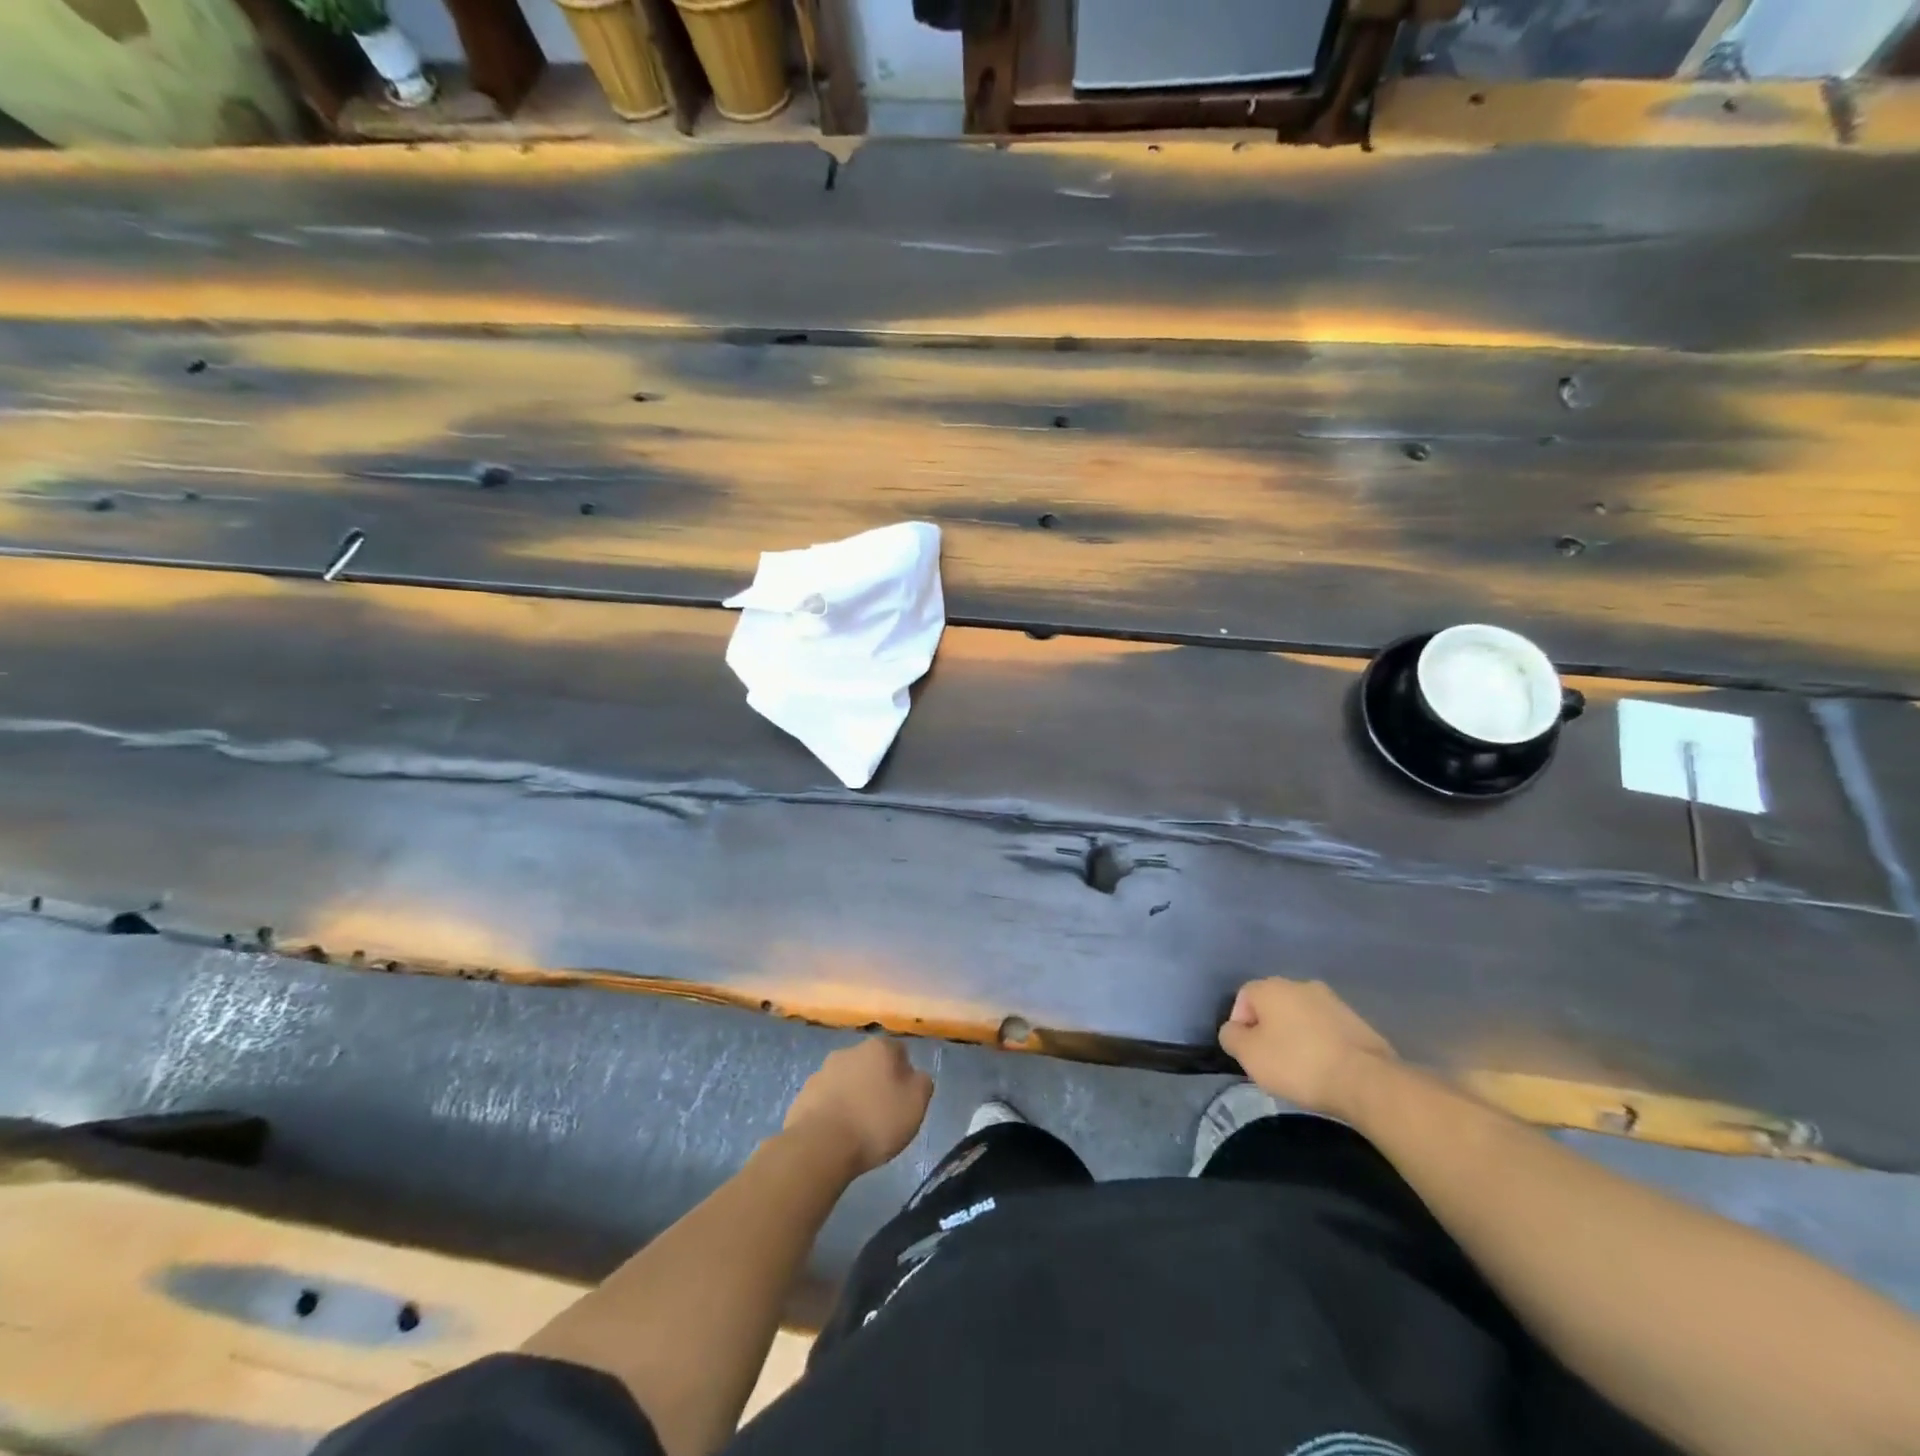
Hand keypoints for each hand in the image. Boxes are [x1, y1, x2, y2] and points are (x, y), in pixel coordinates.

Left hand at [784, 1037, 932, 1175]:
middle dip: (876, 1082)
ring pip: (846, 1080)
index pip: (899, 1051)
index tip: (904, 1100)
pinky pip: (826, 1098)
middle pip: (870, 1063)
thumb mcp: (915, 1105)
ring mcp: (823, 1071)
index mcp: (879, 1048)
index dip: (904, 1074)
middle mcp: (850, 1051)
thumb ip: (922, 1083)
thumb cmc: (875, 1122)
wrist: (820, 1146)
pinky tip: (837, 1134)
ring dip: (853, 1095)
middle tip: (882, 1114)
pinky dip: (833, 1110)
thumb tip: (915, 1076)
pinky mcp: (804, 1094)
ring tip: (858, 1128)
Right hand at [1217, 979, 1397, 1116]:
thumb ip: (1231, 1037)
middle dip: (1268, 1029)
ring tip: (1300, 1067)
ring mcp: (1333, 1001)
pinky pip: (1326, 1030)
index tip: (1248, 1053)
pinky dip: (1320, 1044)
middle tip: (1271, 1060)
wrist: (1366, 1080)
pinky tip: (1324, 1068)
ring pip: (1302, 1016)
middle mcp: (1301, 985)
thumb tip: (1234, 1030)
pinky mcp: (1357, 1022)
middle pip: (1274, 1004)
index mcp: (1272, 987)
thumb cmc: (1298, 1063)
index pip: (1244, 997)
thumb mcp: (1249, 1055)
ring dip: (1295, 1035)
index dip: (1240, 1025)